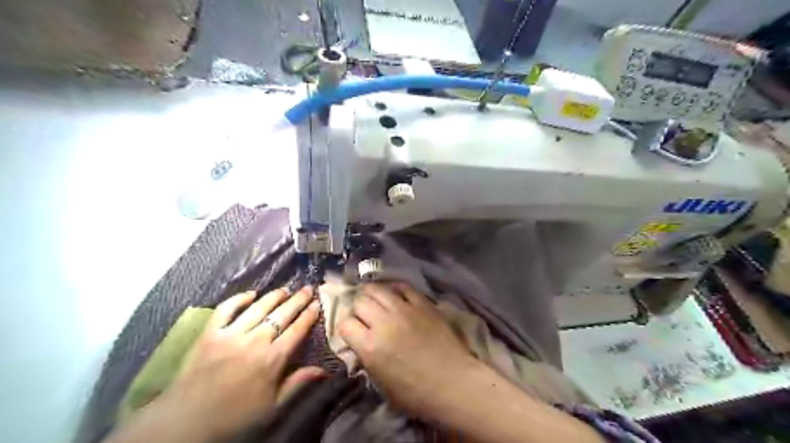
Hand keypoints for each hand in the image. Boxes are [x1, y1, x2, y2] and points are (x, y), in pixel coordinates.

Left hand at [146, 287, 322, 442]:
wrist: (186, 424)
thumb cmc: (234, 417)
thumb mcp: (272, 407)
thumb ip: (298, 384)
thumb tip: (323, 369)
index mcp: (273, 359)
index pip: (297, 330)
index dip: (309, 315)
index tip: (318, 303)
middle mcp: (255, 341)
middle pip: (281, 314)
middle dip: (298, 300)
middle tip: (308, 288)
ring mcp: (231, 334)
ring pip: (258, 308)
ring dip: (274, 296)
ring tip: (285, 289)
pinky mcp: (210, 333)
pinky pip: (226, 309)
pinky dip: (238, 299)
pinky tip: (250, 294)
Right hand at [334, 281, 478, 419]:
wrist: (454, 383)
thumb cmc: (417, 393)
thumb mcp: (381, 383)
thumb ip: (367, 358)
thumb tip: (361, 342)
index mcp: (370, 346)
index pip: (345, 324)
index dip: (346, 327)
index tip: (353, 332)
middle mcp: (383, 322)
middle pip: (360, 302)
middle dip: (358, 309)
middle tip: (364, 316)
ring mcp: (404, 309)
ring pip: (378, 289)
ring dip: (372, 293)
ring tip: (375, 299)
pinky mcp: (422, 303)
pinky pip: (403, 287)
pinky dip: (395, 289)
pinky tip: (395, 295)